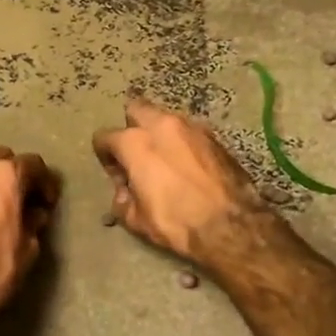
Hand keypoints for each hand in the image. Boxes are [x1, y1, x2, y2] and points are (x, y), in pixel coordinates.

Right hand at [92, 99, 276, 269]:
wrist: (231, 225)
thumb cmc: (177, 221)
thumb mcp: (137, 220)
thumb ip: (123, 201)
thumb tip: (124, 192)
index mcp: (135, 143)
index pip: (104, 137)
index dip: (105, 156)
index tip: (116, 175)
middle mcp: (161, 125)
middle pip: (136, 110)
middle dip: (131, 127)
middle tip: (137, 154)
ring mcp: (191, 127)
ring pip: (165, 118)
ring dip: (159, 133)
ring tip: (164, 159)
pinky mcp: (214, 136)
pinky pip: (189, 131)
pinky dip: (182, 142)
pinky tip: (187, 164)